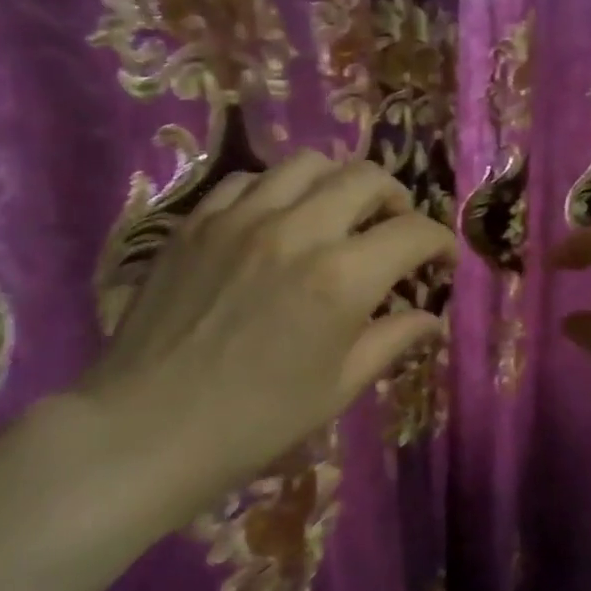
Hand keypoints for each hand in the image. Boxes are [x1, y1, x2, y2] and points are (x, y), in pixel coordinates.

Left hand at [72, 150, 453, 529]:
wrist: (150, 427)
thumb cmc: (257, 420)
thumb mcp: (339, 386)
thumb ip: (392, 340)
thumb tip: (431, 318)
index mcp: (342, 277)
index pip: (413, 232)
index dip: (439, 242)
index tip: (440, 260)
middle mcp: (297, 229)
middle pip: (366, 177)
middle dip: (396, 199)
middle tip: (395, 229)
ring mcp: (240, 217)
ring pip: (308, 163)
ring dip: (338, 183)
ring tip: (338, 215)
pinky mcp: (197, 219)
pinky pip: (250, 180)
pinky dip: (279, 191)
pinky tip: (276, 222)